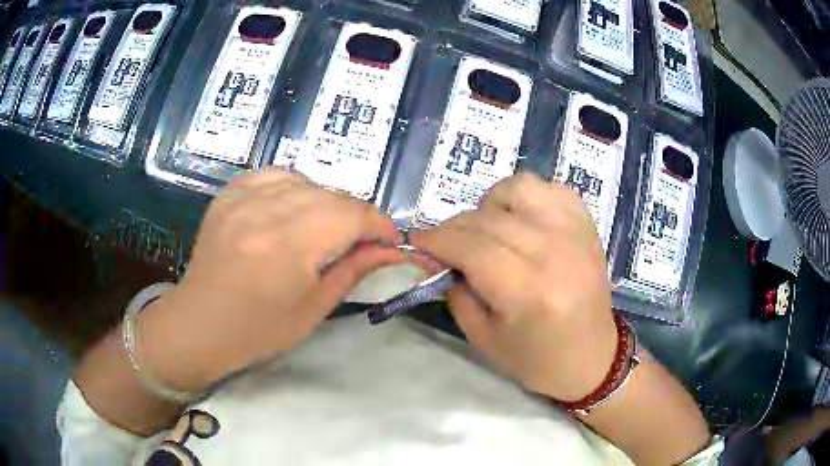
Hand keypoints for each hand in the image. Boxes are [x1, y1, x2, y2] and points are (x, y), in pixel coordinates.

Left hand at [137, 170, 403, 392]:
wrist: (200, 324)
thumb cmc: (258, 330)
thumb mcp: (313, 308)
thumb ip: (354, 271)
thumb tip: (392, 251)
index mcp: (290, 245)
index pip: (353, 215)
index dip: (380, 226)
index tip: (390, 243)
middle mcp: (267, 210)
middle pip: (332, 196)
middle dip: (356, 218)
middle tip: (357, 244)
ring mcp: (243, 197)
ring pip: (306, 182)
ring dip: (325, 204)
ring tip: (322, 230)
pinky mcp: (229, 194)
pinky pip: (273, 176)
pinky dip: (293, 188)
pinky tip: (291, 210)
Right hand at [412, 173, 617, 400]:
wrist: (592, 358)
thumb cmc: (537, 360)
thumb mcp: (484, 338)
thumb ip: (456, 292)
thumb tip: (438, 258)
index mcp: (528, 291)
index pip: (470, 246)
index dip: (436, 240)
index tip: (416, 242)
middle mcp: (554, 253)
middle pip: (488, 218)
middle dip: (454, 227)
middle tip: (444, 244)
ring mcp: (575, 234)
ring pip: (519, 189)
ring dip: (491, 204)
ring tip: (488, 228)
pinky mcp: (587, 227)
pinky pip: (551, 189)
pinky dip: (528, 197)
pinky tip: (521, 219)